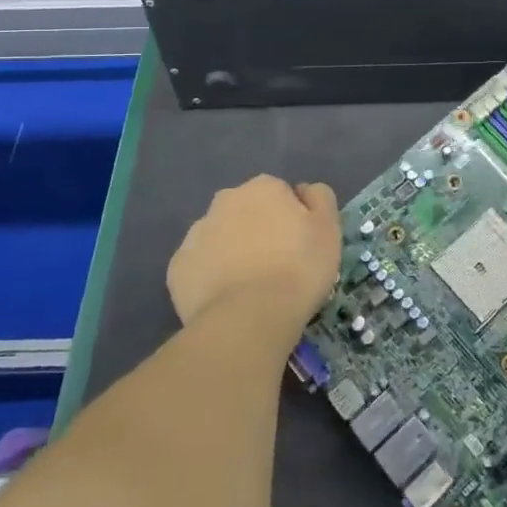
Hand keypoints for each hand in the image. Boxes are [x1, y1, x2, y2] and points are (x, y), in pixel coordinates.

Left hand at [167, 176, 340, 348]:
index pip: (280, 194)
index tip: (300, 246)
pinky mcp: (178, 267)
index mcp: (263, 188)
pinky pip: (200, 267)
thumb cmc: (298, 269)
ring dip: (233, 252)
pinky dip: (211, 278)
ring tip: (251, 288)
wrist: (248, 318)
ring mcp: (196, 233)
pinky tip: (227, 300)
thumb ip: (320, 199)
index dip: (292, 219)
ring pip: (220, 237)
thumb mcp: (329, 229)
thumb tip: (304, 191)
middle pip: (246, 211)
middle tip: (276, 266)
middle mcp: (225, 200)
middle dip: (258, 230)